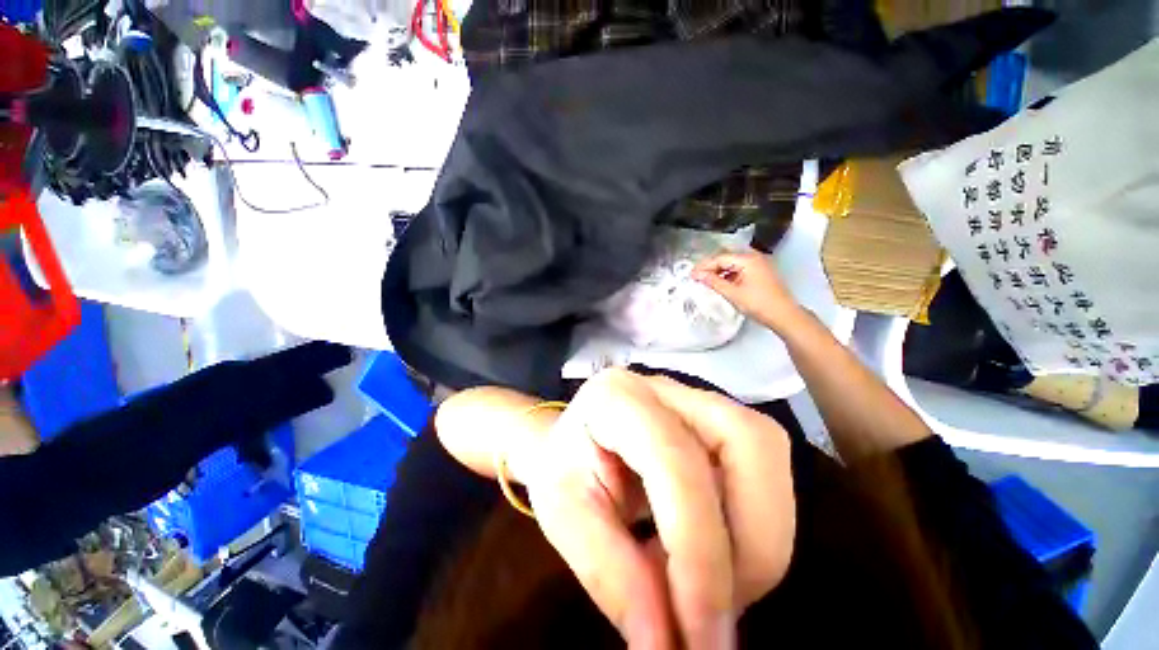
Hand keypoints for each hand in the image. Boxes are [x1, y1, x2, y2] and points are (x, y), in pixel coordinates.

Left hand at [438, 370, 795, 648]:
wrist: (572, 440)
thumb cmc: (564, 470)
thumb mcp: (566, 519)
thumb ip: (614, 577)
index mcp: (616, 396)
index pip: (675, 461)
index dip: (700, 551)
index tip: (702, 638)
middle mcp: (666, 386)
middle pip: (747, 442)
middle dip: (754, 542)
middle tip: (717, 613)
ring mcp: (698, 396)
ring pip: (767, 454)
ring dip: (761, 537)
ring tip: (713, 585)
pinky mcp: (718, 419)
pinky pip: (764, 470)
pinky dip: (755, 525)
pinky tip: (716, 554)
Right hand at [692, 250, 801, 332]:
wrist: (784, 315)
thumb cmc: (760, 304)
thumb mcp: (732, 293)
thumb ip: (713, 282)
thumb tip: (698, 275)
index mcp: (748, 259)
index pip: (720, 258)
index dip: (704, 266)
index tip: (692, 275)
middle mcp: (755, 258)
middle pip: (726, 258)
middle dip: (711, 267)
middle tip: (697, 277)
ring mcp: (759, 265)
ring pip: (733, 264)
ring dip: (719, 271)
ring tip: (707, 281)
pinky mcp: (761, 273)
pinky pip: (740, 269)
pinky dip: (729, 275)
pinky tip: (722, 283)